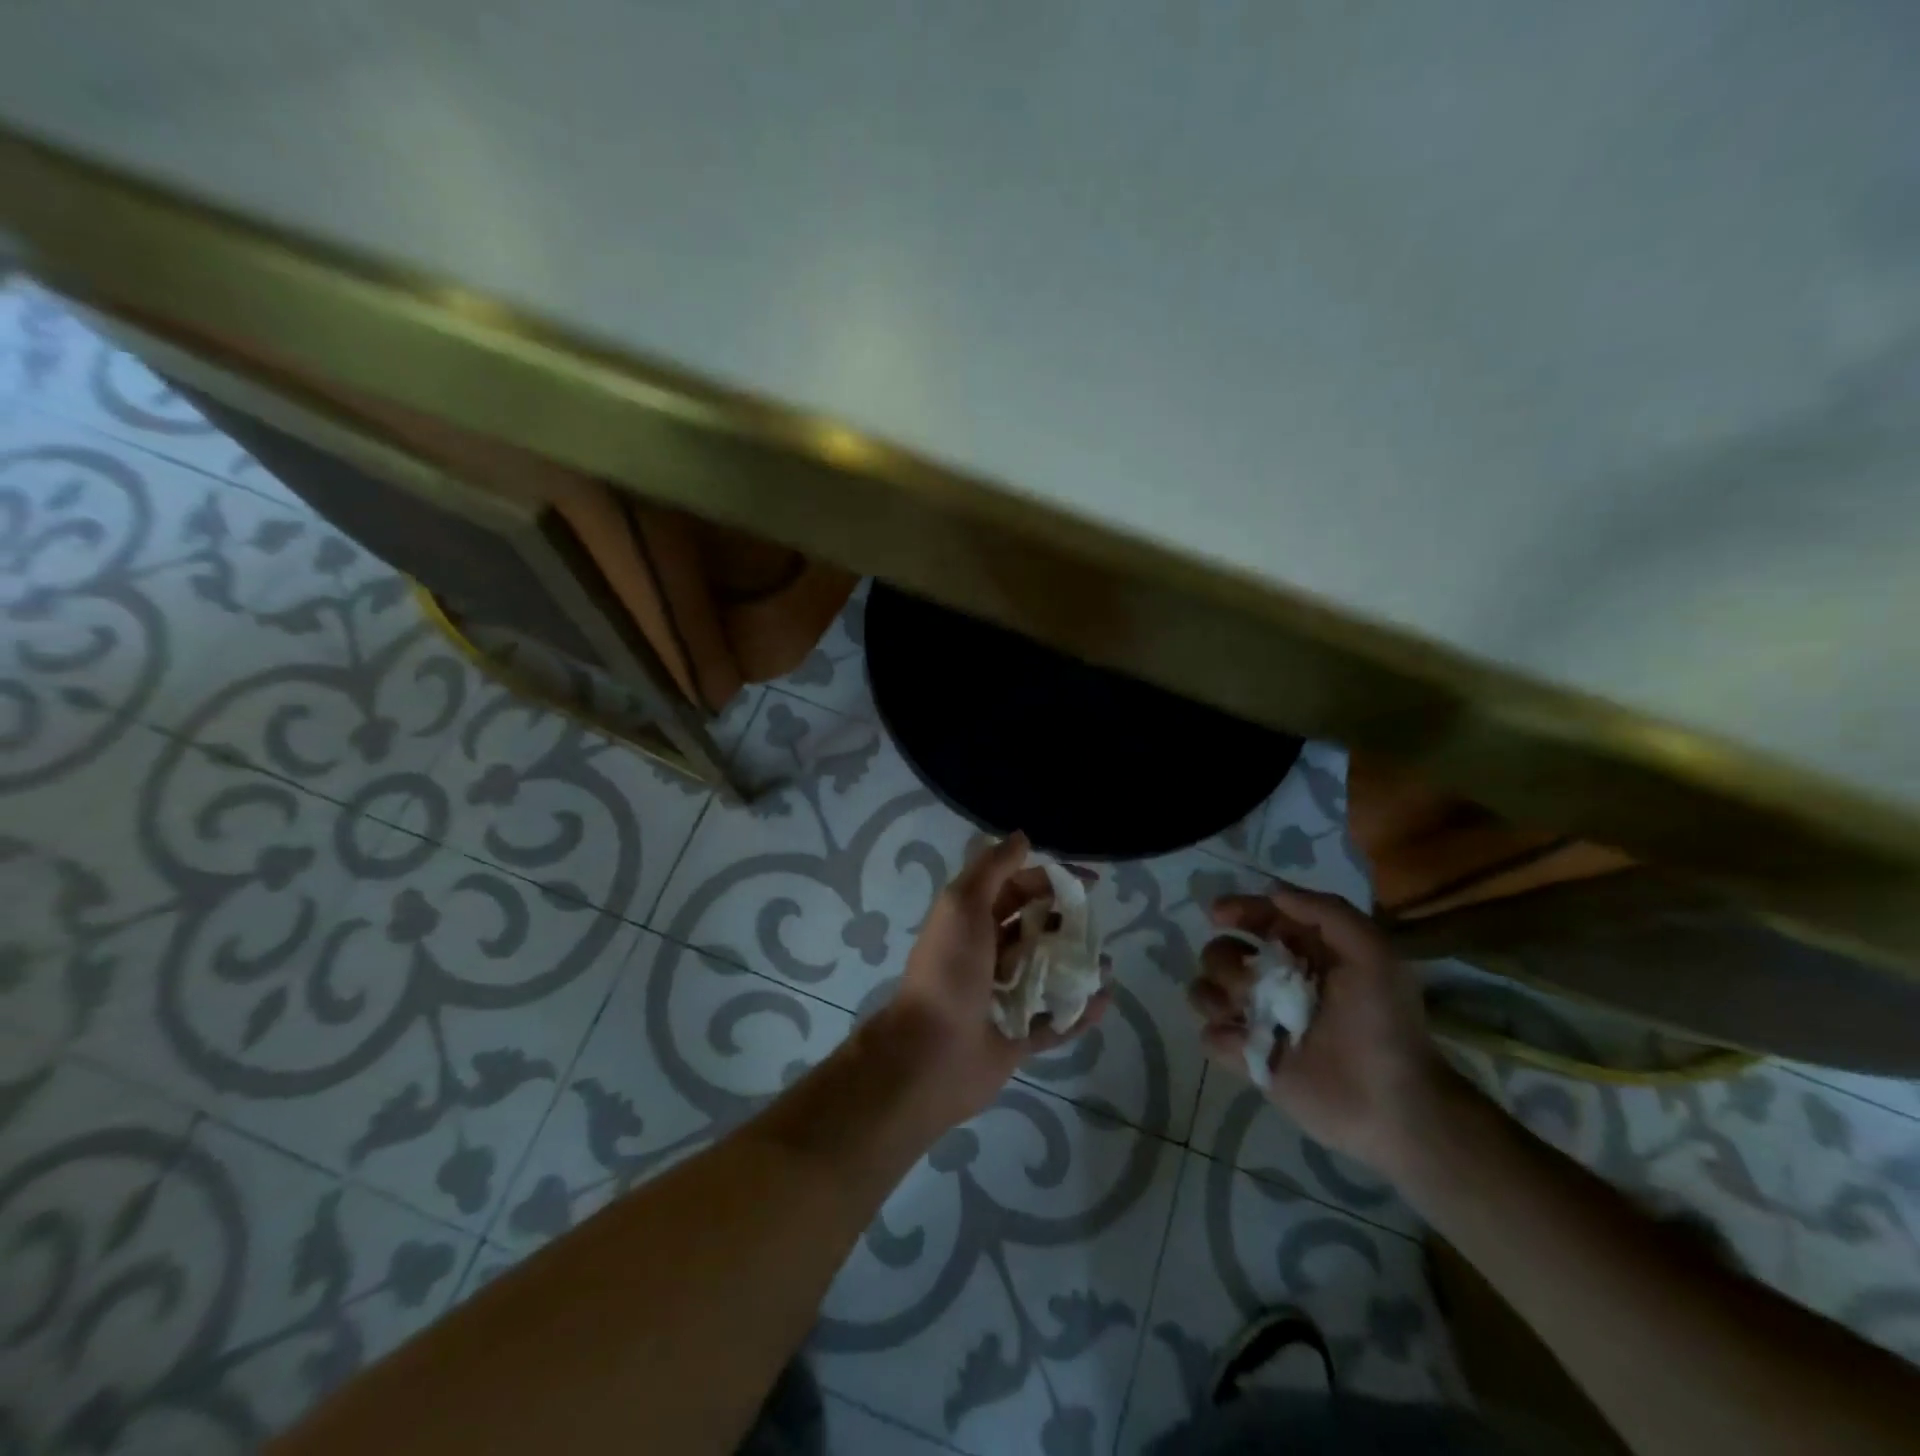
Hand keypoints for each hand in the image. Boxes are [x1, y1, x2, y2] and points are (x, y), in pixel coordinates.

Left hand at [883, 832, 1111, 1129]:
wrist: (929, 1054)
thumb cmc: (948, 971)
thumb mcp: (963, 905)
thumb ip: (992, 869)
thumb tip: (1022, 836)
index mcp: (971, 921)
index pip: (1017, 889)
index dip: (1051, 880)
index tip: (1089, 882)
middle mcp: (986, 955)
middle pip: (1035, 929)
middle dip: (1067, 922)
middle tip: (1096, 924)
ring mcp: (1001, 998)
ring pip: (1047, 974)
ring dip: (1076, 966)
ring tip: (1105, 963)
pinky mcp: (1015, 1038)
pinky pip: (1053, 1021)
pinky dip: (1078, 1011)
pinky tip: (1104, 1000)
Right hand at [1187, 882, 1447, 1173]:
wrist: (1392, 1106)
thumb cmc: (1384, 1023)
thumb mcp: (1372, 953)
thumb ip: (1327, 912)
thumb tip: (1271, 892)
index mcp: (1304, 953)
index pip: (1259, 917)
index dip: (1237, 909)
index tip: (1219, 914)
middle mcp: (1275, 980)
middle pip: (1221, 951)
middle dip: (1225, 959)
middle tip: (1252, 983)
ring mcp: (1258, 1020)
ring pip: (1205, 990)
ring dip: (1216, 995)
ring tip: (1244, 1012)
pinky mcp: (1248, 1058)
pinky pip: (1209, 1036)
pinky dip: (1221, 1036)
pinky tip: (1246, 1044)